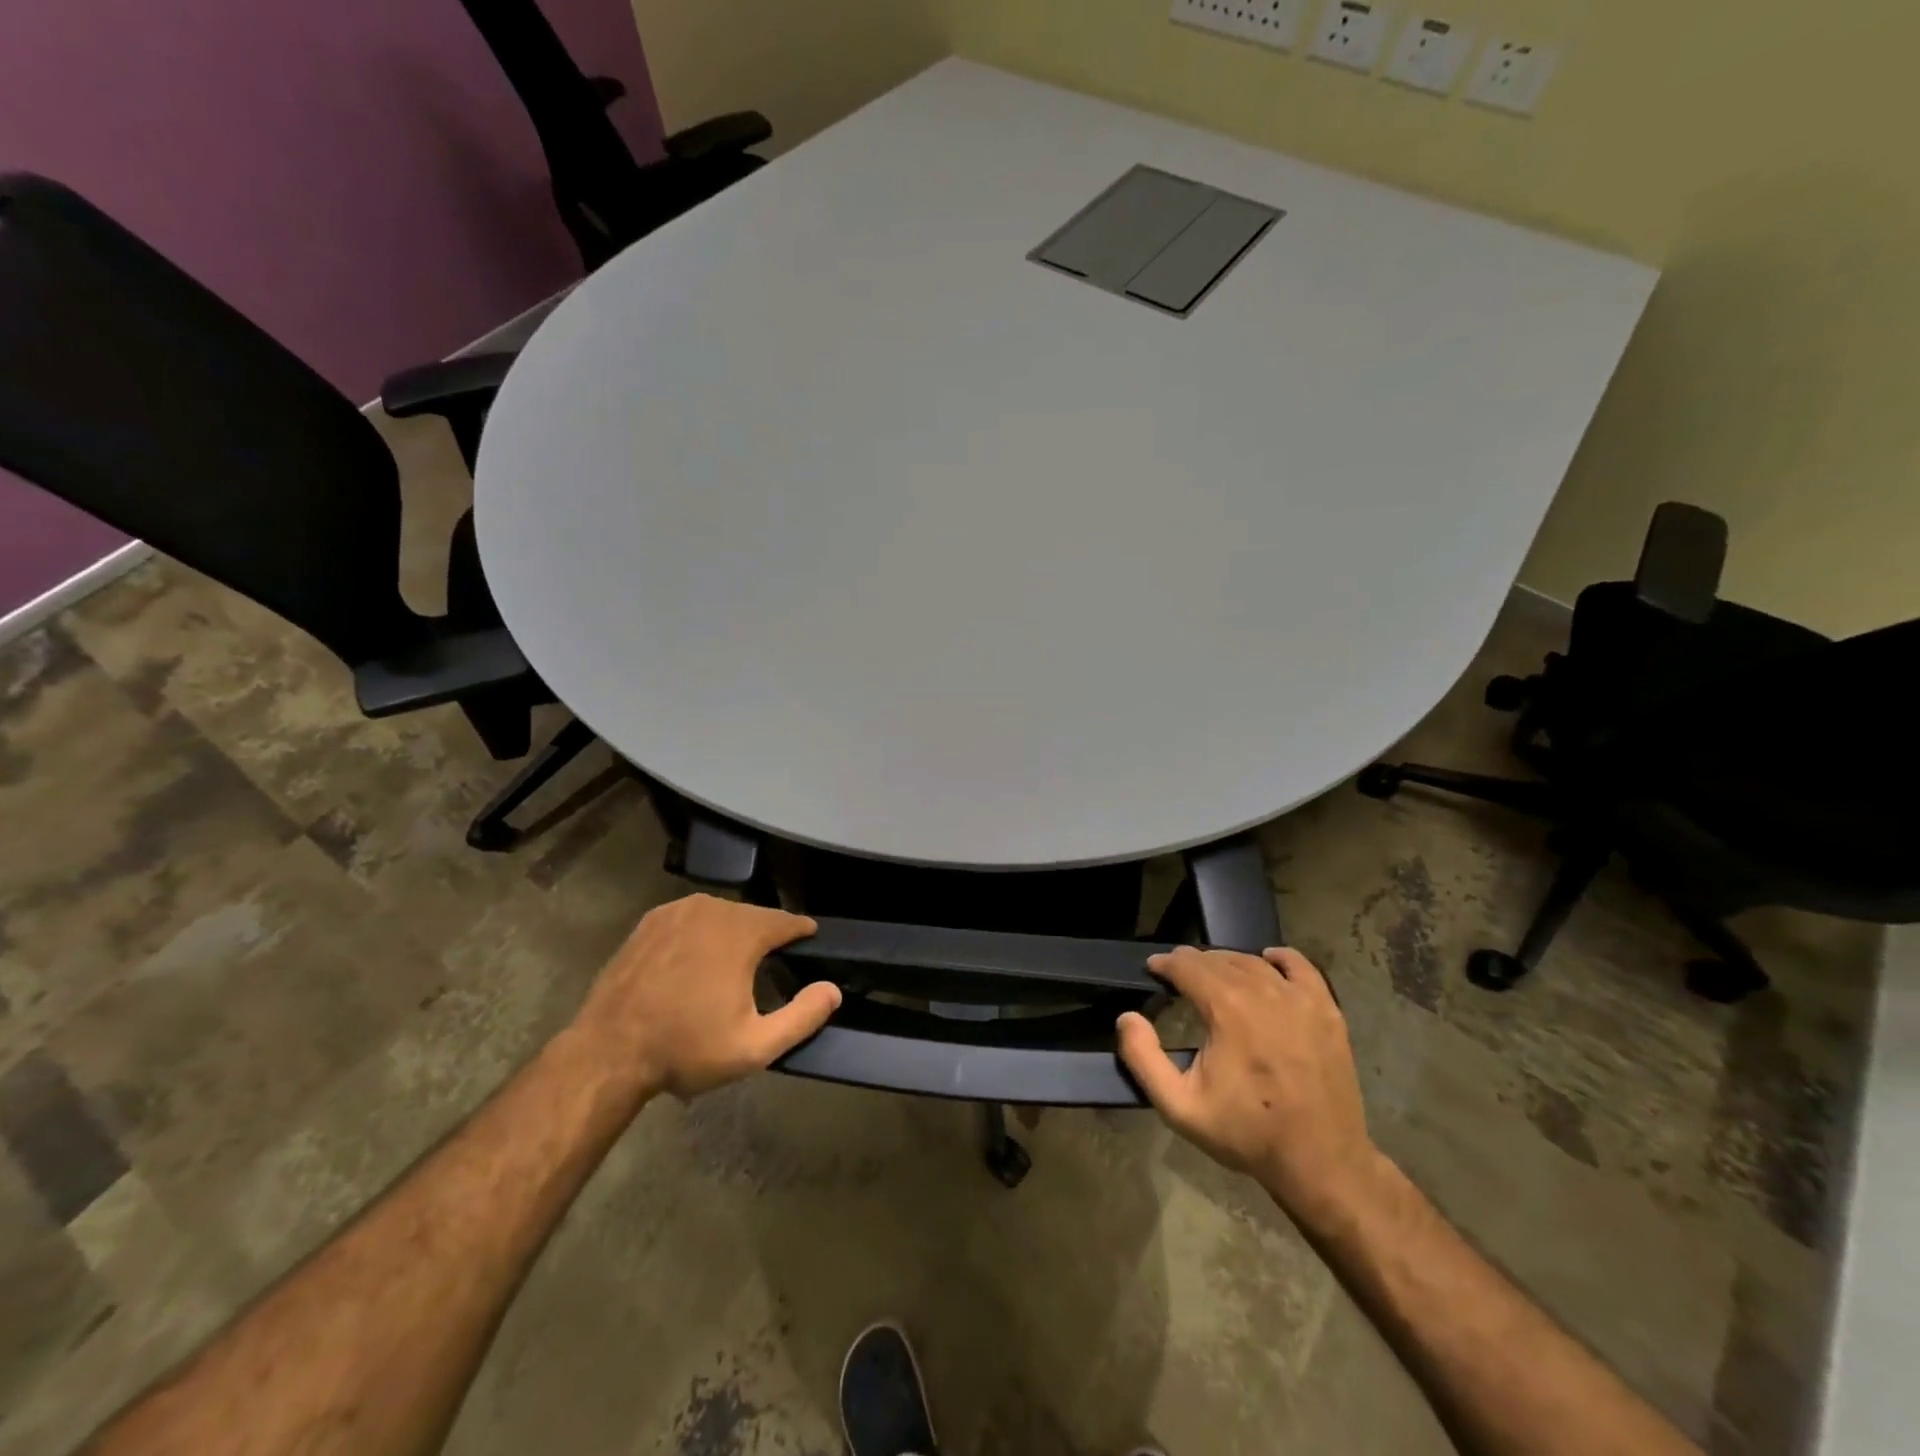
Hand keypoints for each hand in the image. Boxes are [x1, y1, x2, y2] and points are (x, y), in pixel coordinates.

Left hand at [570, 894, 840, 1099]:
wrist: (607, 1053)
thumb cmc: (685, 1049)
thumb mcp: (754, 1047)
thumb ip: (802, 1017)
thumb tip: (833, 989)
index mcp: (741, 931)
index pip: (786, 920)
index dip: (801, 931)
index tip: (810, 941)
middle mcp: (712, 908)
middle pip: (753, 916)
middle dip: (765, 936)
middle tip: (770, 964)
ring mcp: (676, 910)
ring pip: (721, 915)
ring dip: (732, 934)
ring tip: (734, 964)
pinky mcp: (650, 921)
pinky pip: (691, 919)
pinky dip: (701, 933)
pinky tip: (696, 960)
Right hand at [1117, 947, 1382, 1226]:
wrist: (1320, 1163)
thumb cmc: (1247, 1133)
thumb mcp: (1180, 1107)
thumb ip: (1143, 1059)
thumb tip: (1127, 1017)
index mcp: (1227, 1009)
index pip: (1188, 966)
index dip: (1165, 964)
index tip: (1153, 968)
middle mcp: (1264, 992)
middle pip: (1219, 960)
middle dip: (1193, 961)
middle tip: (1177, 972)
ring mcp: (1300, 999)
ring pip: (1254, 962)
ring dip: (1228, 961)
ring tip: (1212, 973)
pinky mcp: (1327, 1010)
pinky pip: (1301, 967)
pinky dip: (1280, 958)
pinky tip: (1268, 961)